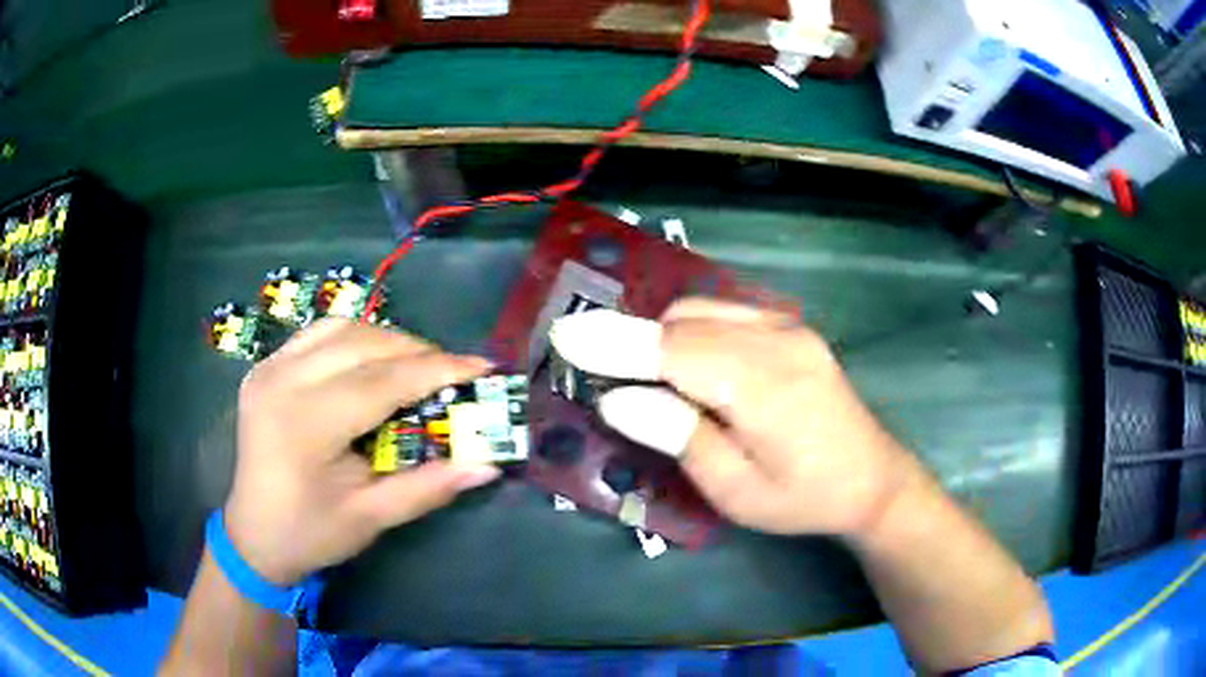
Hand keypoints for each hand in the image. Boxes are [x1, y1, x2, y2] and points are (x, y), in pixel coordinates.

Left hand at [224, 318, 500, 584]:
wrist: (253, 536)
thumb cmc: (311, 533)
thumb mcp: (371, 518)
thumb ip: (428, 487)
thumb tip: (487, 466)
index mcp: (305, 424)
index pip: (382, 382)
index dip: (437, 370)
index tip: (482, 367)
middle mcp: (282, 382)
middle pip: (362, 343)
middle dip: (417, 351)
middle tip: (454, 372)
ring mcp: (268, 368)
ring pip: (340, 328)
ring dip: (387, 339)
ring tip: (418, 364)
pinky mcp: (264, 367)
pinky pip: (318, 335)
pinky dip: (354, 339)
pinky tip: (372, 361)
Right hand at [552, 298, 919, 536]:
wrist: (873, 481)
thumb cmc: (802, 499)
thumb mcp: (736, 490)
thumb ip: (679, 436)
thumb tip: (619, 398)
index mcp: (763, 386)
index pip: (672, 351)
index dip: (614, 343)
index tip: (565, 337)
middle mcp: (777, 339)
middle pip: (684, 323)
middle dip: (632, 341)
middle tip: (602, 374)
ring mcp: (788, 327)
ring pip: (702, 310)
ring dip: (662, 336)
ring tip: (645, 377)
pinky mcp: (793, 328)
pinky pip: (726, 311)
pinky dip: (692, 329)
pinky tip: (689, 363)